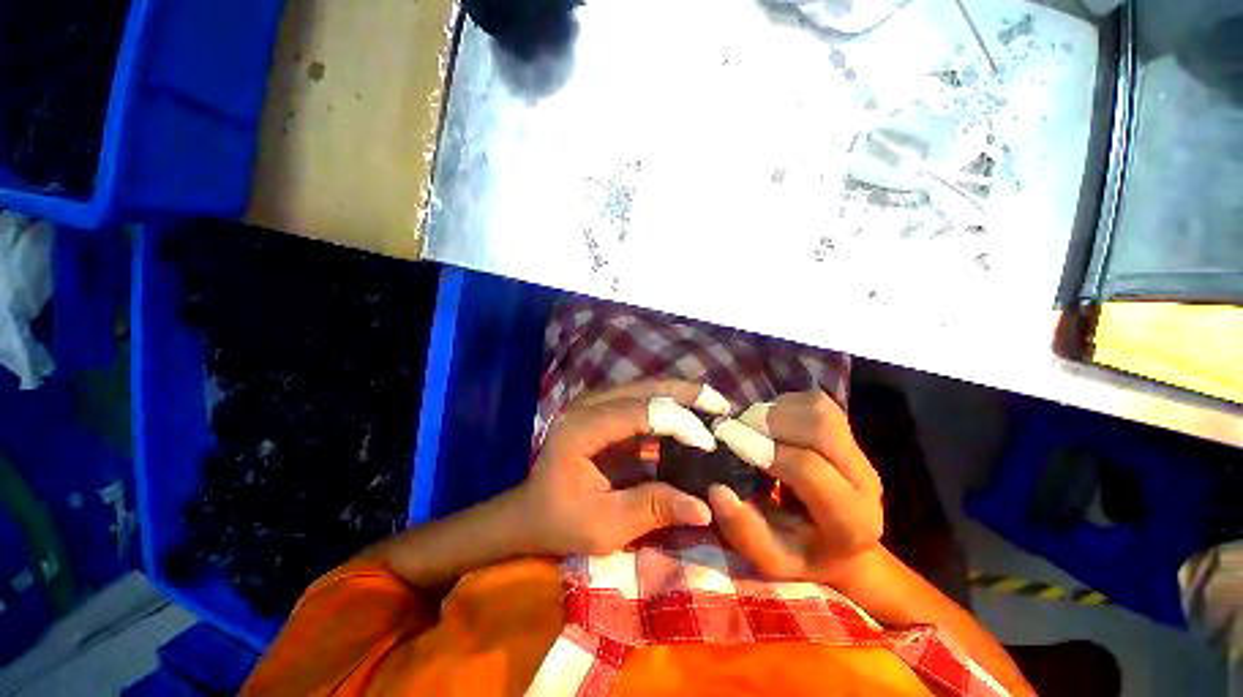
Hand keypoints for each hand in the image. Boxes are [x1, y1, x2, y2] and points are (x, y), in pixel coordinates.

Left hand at [518, 380, 732, 555]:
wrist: (530, 511)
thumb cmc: (560, 521)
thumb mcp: (605, 526)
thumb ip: (653, 509)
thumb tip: (705, 507)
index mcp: (580, 429)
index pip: (638, 412)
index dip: (679, 422)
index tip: (712, 442)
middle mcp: (587, 405)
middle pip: (644, 389)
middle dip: (686, 394)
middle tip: (723, 406)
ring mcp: (594, 403)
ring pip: (645, 388)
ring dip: (680, 395)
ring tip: (714, 406)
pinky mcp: (603, 409)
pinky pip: (641, 399)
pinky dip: (668, 404)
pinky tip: (691, 412)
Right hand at [707, 390, 884, 585]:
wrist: (845, 546)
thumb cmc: (803, 554)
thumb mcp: (770, 559)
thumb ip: (744, 531)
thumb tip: (717, 489)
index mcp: (852, 520)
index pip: (809, 469)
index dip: (764, 451)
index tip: (728, 442)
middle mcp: (866, 480)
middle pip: (821, 426)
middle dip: (770, 420)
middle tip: (736, 429)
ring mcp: (859, 450)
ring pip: (819, 408)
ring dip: (776, 410)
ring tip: (750, 426)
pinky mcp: (848, 430)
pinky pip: (813, 401)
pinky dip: (782, 404)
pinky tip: (767, 423)